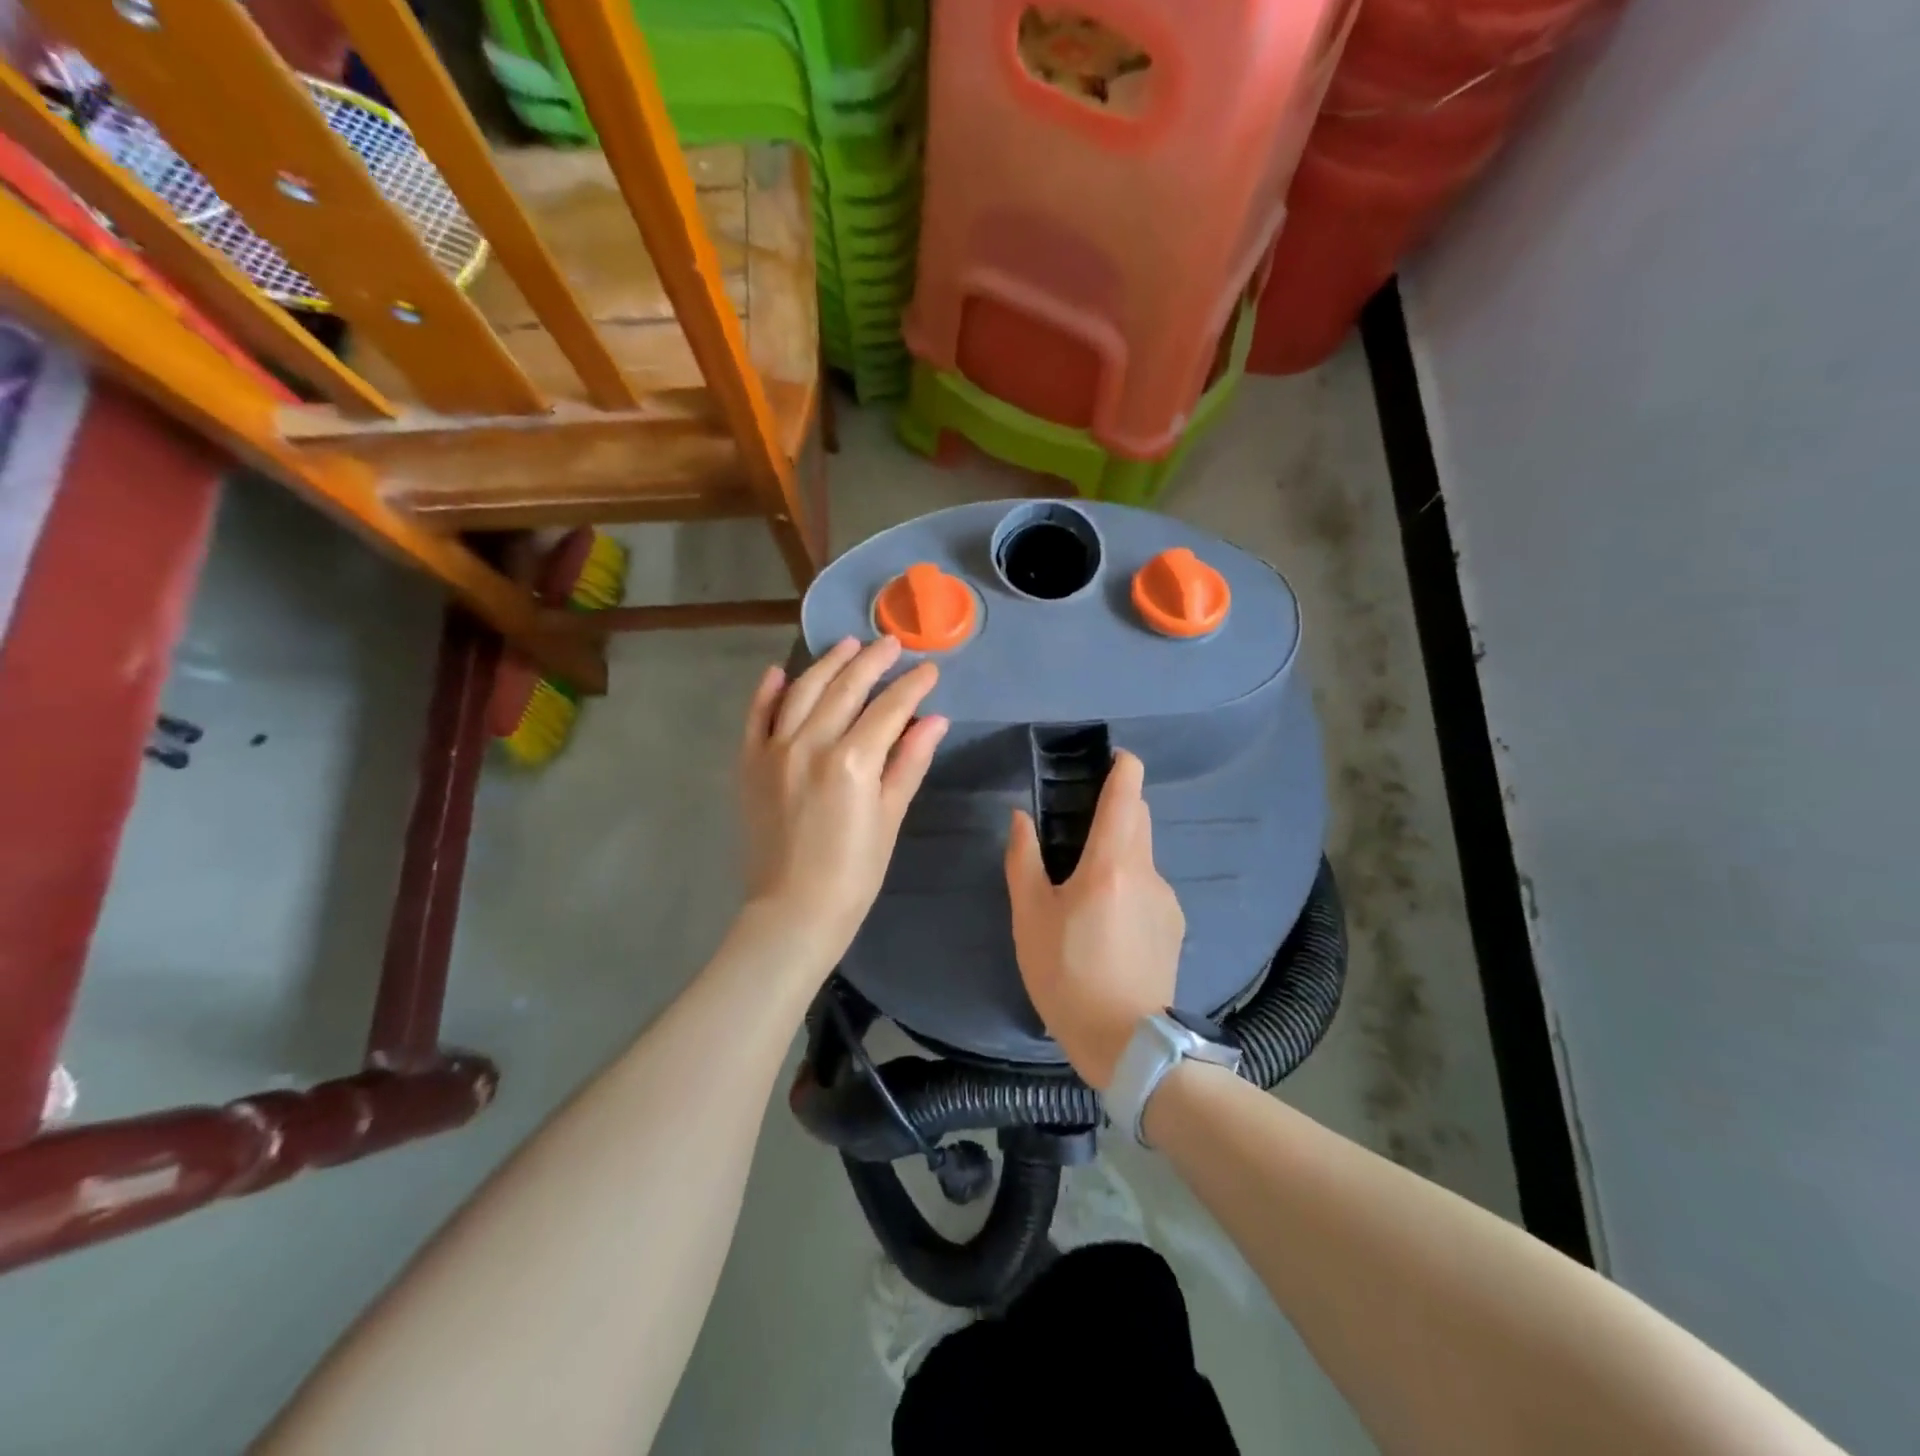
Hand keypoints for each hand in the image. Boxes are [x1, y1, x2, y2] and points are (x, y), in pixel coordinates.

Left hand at [739, 636, 947, 967]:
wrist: (793, 910)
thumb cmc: (855, 872)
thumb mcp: (890, 817)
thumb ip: (909, 762)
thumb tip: (935, 719)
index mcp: (852, 761)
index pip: (889, 708)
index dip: (913, 685)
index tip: (929, 669)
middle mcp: (811, 744)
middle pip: (846, 688)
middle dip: (873, 661)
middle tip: (892, 644)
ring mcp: (774, 750)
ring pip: (803, 691)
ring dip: (828, 664)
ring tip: (848, 645)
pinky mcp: (749, 764)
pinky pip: (757, 716)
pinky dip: (768, 691)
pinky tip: (781, 672)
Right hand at [1004, 750, 1183, 1089]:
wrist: (1127, 1042)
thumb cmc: (1067, 975)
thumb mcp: (1030, 918)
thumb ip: (1023, 860)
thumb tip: (1021, 819)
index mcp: (1111, 862)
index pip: (1128, 793)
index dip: (1123, 765)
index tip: (1109, 758)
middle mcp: (1147, 871)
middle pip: (1139, 817)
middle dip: (1116, 805)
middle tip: (1078, 822)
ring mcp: (1167, 899)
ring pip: (1143, 853)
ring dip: (1119, 849)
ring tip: (1085, 884)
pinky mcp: (1174, 925)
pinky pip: (1150, 886)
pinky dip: (1129, 883)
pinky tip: (1107, 921)